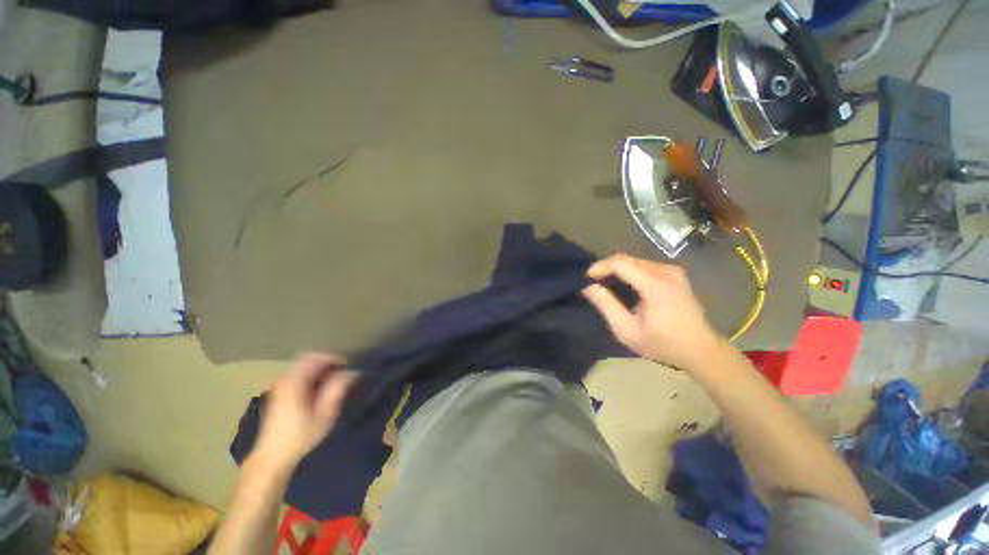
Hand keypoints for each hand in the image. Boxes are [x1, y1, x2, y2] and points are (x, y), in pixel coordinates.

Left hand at [250, 353, 358, 472]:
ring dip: (322, 370)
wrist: (272, 458)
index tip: (349, 365)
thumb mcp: (325, 413)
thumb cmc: (300, 436)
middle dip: (329, 363)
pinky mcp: (279, 395)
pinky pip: (299, 376)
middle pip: (309, 360)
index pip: (315, 356)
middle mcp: (285, 380)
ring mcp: (280, 387)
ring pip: (304, 368)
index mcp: (294, 381)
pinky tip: (322, 390)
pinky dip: (313, 377)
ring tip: (337, 380)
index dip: (335, 357)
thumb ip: (338, 389)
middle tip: (345, 371)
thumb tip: (353, 372)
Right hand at [582, 254, 721, 370]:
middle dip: (606, 267)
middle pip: (627, 259)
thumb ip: (606, 306)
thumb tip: (588, 287)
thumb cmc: (662, 344)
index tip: (586, 278)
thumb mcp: (627, 331)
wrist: (700, 350)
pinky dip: (629, 271)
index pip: (620, 263)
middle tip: (592, 282)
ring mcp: (673, 271)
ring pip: (635, 261)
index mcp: (655, 285)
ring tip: (605, 283)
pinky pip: (645, 265)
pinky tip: (623, 284)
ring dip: (617, 269)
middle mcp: (666, 272)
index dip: (600, 267)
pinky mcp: (675, 274)